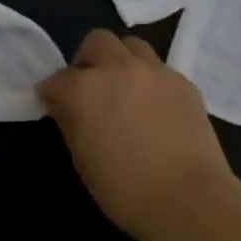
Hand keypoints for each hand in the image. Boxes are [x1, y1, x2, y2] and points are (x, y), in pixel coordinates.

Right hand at [37, 29, 238, 240]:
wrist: (188, 198)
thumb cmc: (124, 190)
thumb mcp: (82, 160)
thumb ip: (70, 122)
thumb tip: (65, 106)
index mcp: (85, 89)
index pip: (56, 79)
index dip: (52, 93)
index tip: (55, 106)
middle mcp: (118, 68)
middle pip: (96, 42)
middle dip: (87, 61)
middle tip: (90, 89)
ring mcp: (155, 71)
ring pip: (131, 46)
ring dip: (121, 61)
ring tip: (124, 90)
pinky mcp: (183, 81)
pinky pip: (159, 69)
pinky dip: (149, 80)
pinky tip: (154, 108)